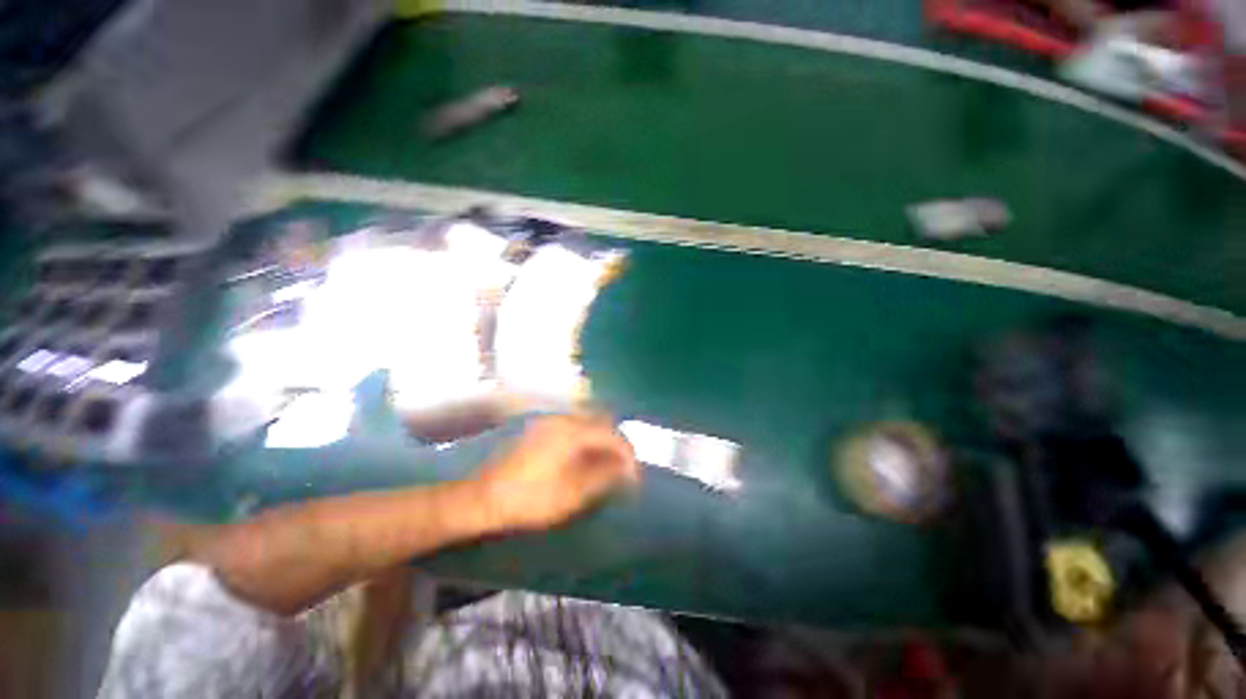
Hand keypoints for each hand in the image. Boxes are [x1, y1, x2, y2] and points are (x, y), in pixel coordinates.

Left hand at [475, 413, 639, 531]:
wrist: (481, 497)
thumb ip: (603, 477)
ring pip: (586, 422)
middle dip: (616, 444)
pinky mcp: (539, 427)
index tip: (634, 475)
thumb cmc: (528, 498)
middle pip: (601, 422)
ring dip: (601, 440)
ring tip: (606, 465)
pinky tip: (583, 458)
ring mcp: (548, 420)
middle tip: (622, 469)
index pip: (611, 434)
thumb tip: (627, 469)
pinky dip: (585, 439)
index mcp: (572, 431)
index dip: (627, 453)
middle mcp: (562, 418)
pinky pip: (572, 426)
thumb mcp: (571, 494)